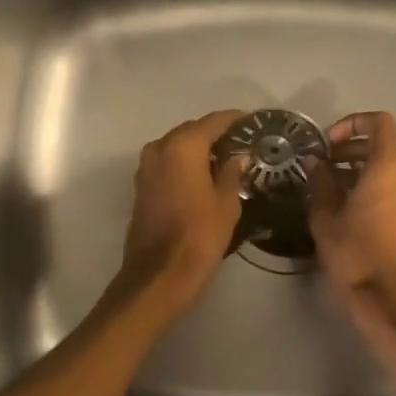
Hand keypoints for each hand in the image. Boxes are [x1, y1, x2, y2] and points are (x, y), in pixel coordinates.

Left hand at [120, 110, 247, 301]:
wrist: (159, 275)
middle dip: (217, 135)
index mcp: (183, 146)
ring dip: (200, 150)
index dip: (235, 120)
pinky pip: (168, 164)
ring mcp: (146, 167)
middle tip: (243, 144)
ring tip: (227, 161)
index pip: (214, 121)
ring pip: (178, 147)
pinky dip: (186, 164)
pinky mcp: (142, 186)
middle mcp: (160, 148)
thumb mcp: (227, 203)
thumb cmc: (199, 236)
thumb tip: (237, 157)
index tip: (254, 122)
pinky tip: (205, 177)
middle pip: (193, 131)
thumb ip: (232, 173)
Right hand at [307, 112, 395, 345]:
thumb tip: (314, 162)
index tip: (329, 143)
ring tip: (328, 185)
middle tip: (323, 164)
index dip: (353, 123)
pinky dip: (370, 184)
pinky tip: (345, 204)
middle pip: (382, 145)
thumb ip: (320, 182)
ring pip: (387, 167)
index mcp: (388, 168)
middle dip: (351, 148)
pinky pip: (392, 186)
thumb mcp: (325, 216)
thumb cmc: (353, 253)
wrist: (384, 298)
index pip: (379, 123)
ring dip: (358, 168)